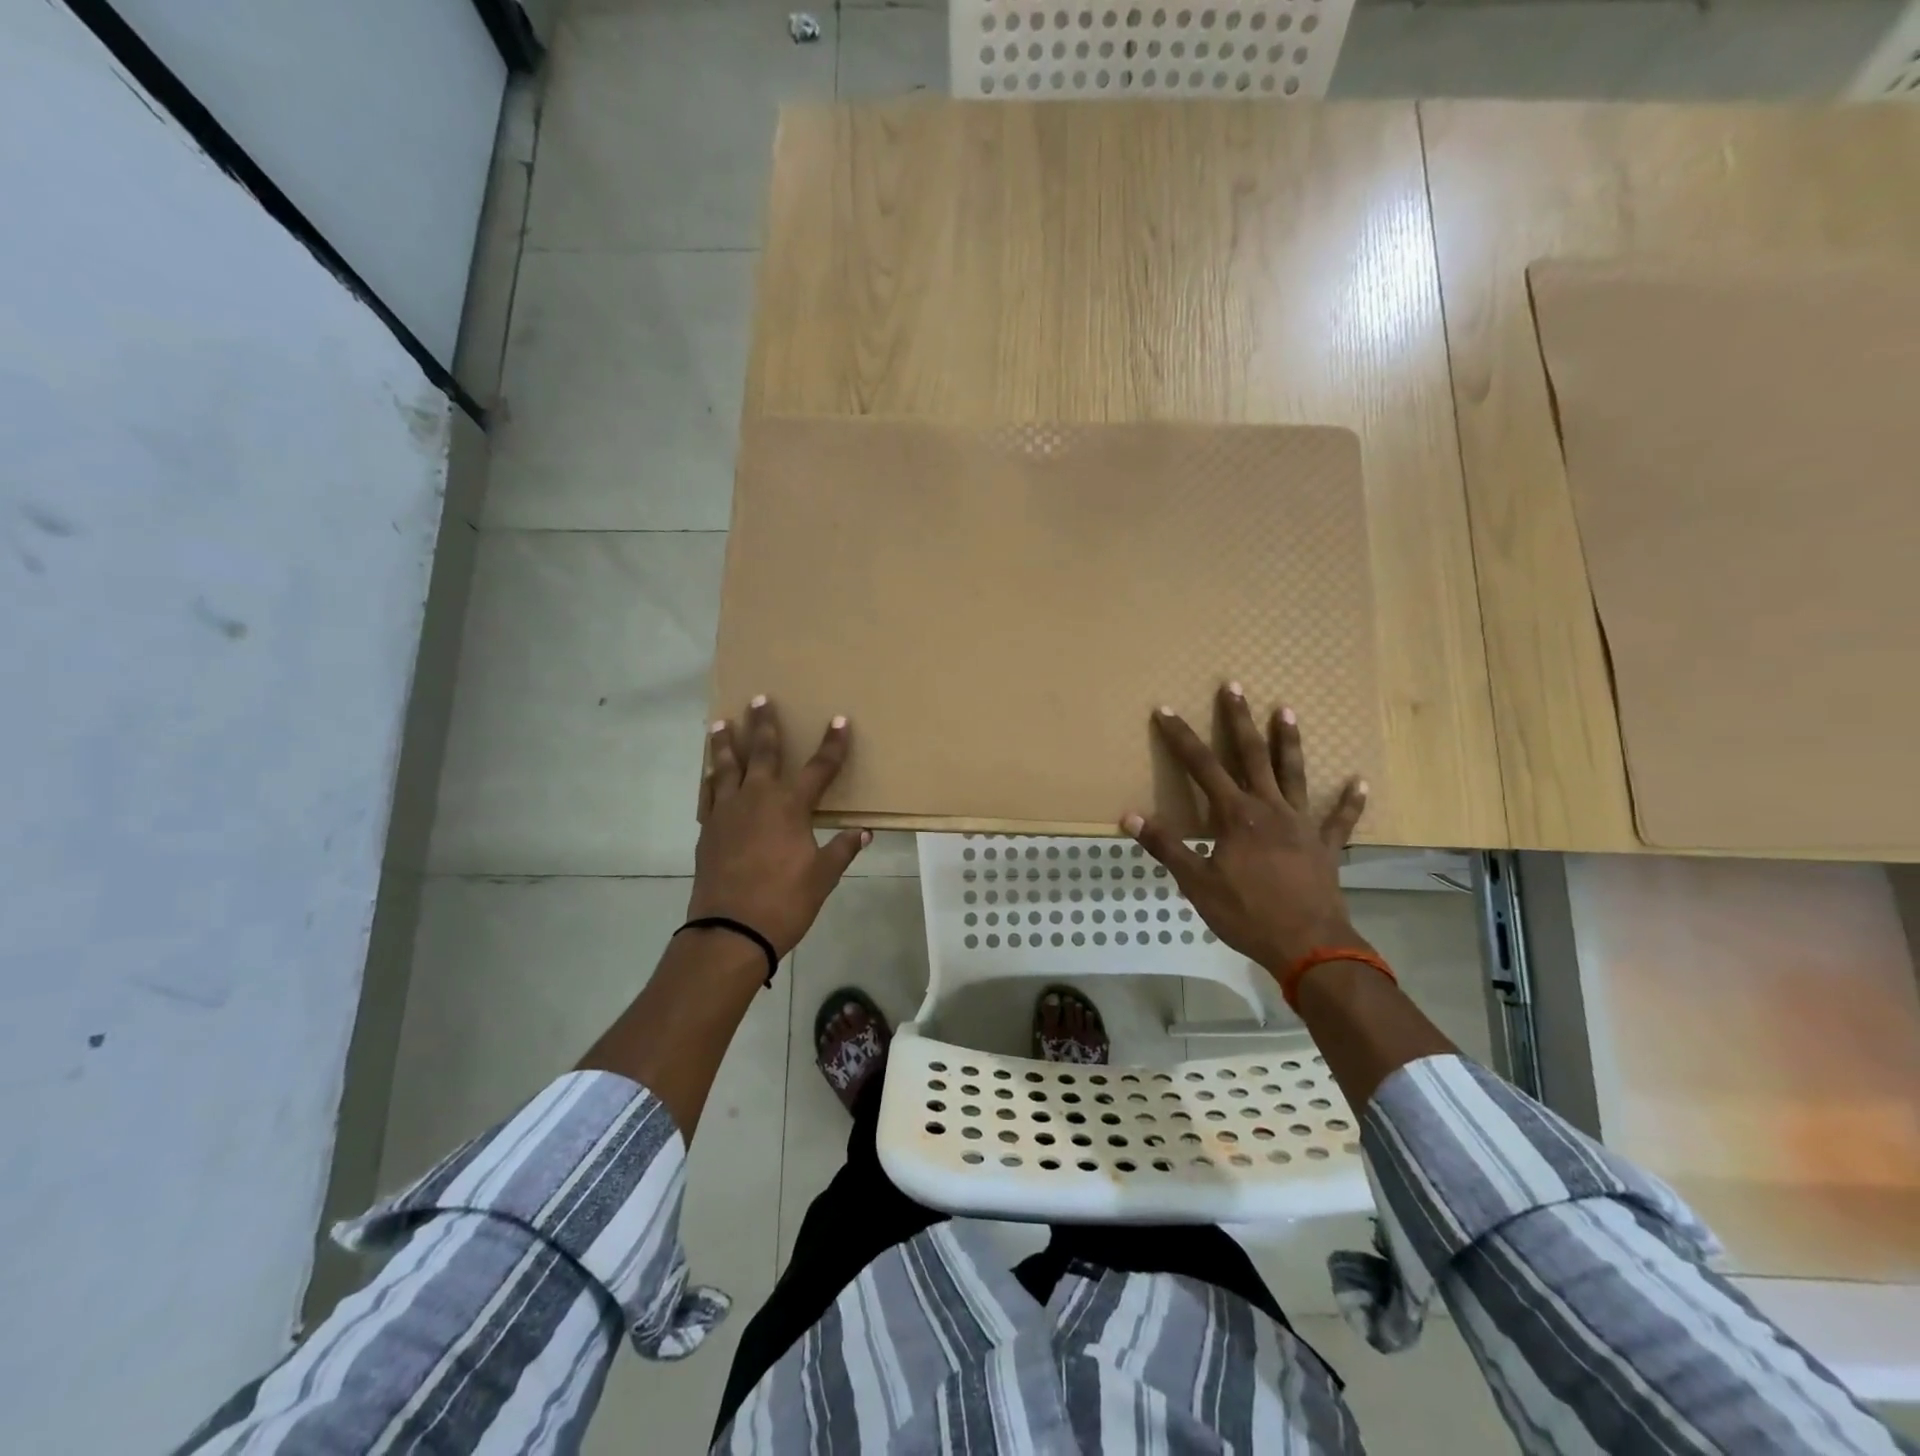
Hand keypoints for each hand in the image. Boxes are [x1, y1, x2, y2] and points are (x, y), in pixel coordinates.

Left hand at [691, 697, 868, 957]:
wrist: (731, 930)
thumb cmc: (784, 901)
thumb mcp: (822, 877)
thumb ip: (842, 850)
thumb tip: (863, 833)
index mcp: (790, 807)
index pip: (819, 768)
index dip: (832, 745)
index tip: (839, 721)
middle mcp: (757, 798)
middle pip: (763, 753)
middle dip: (765, 725)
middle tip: (760, 699)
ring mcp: (728, 812)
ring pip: (726, 767)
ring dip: (727, 743)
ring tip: (721, 723)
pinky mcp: (709, 829)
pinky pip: (709, 794)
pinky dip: (710, 779)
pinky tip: (709, 772)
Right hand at [1123, 684, 1370, 975]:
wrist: (1309, 946)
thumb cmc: (1246, 914)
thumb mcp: (1196, 883)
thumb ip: (1166, 846)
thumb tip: (1129, 816)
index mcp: (1235, 815)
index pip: (1201, 766)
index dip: (1181, 737)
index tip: (1166, 710)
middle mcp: (1269, 808)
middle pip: (1252, 755)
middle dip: (1239, 720)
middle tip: (1233, 687)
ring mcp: (1302, 824)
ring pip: (1294, 774)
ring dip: (1289, 741)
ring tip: (1287, 710)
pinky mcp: (1326, 845)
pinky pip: (1340, 819)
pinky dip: (1349, 800)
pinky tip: (1358, 781)